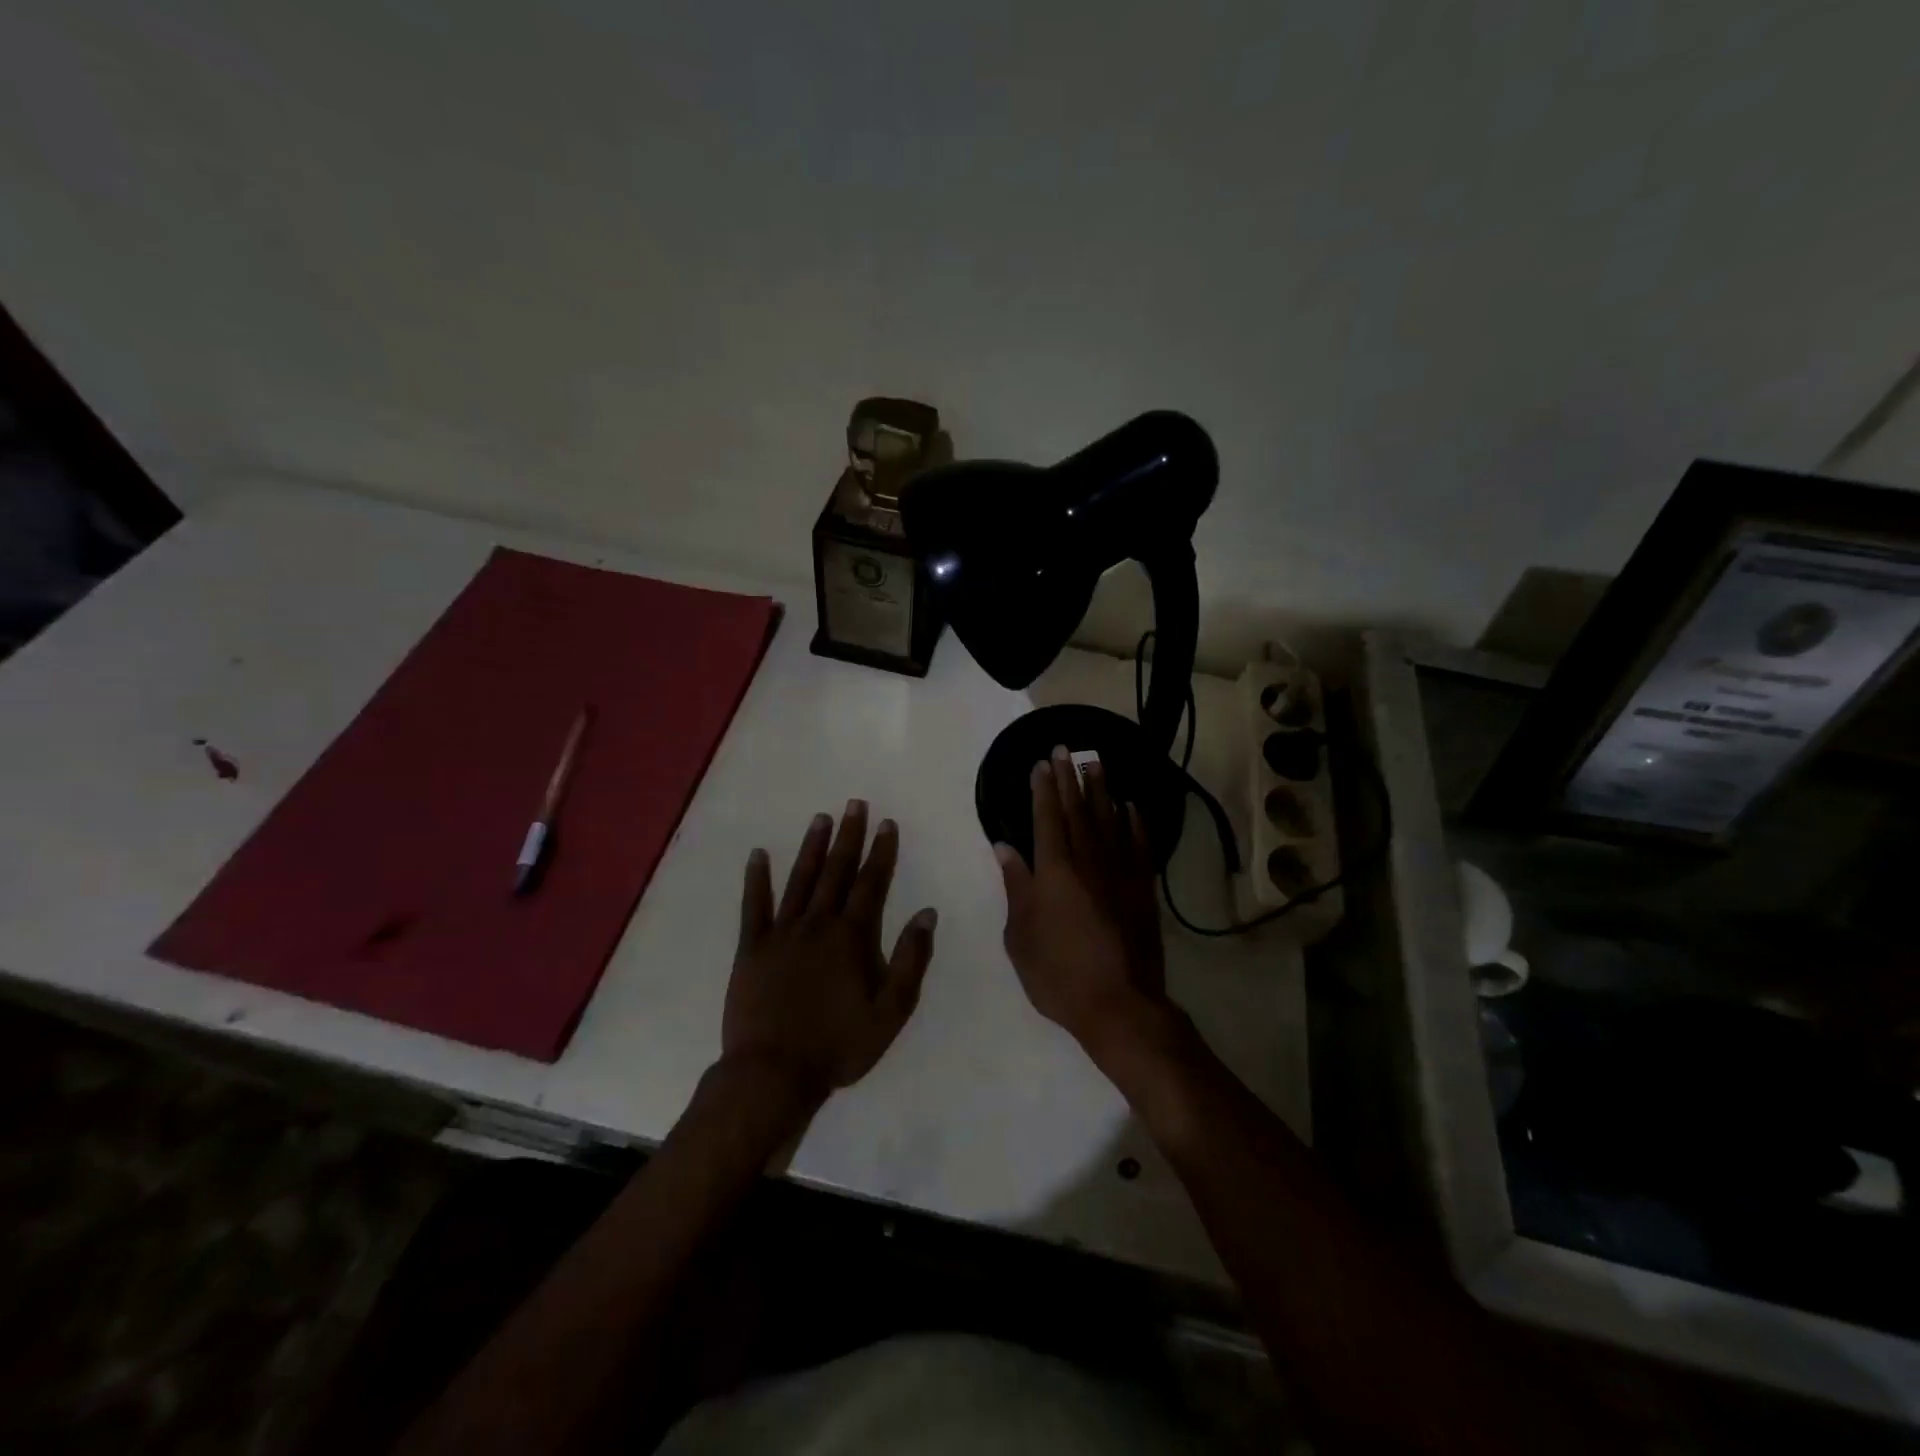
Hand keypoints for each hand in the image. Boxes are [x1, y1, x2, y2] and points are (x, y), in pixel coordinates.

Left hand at [722, 801, 936, 1112]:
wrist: (773, 1074)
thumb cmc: (838, 1045)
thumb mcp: (890, 1011)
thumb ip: (910, 959)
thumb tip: (926, 913)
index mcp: (851, 937)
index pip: (870, 883)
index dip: (881, 852)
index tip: (887, 823)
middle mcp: (817, 924)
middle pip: (836, 871)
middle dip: (848, 836)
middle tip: (854, 804)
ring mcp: (781, 933)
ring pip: (799, 880)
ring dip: (811, 848)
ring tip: (820, 818)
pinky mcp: (751, 948)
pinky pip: (753, 906)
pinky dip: (756, 879)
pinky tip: (758, 855)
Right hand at [995, 747, 1167, 1053]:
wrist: (1120, 1005)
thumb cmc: (1059, 975)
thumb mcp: (1021, 936)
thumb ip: (1016, 887)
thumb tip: (1006, 847)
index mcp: (1054, 872)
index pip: (1047, 819)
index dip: (1043, 789)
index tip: (1041, 763)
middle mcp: (1088, 862)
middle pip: (1077, 810)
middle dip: (1069, 778)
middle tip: (1065, 748)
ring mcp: (1120, 873)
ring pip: (1109, 819)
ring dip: (1100, 789)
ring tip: (1095, 762)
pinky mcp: (1142, 888)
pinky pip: (1138, 844)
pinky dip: (1134, 822)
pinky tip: (1130, 806)